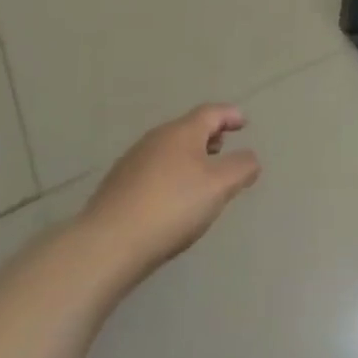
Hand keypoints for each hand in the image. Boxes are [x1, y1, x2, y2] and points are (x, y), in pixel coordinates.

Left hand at [74, 104, 261, 283]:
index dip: (230, 115)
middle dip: (208, 136)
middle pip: (188, 129)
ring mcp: (132, 162)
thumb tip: (251, 158)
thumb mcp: (219, 187)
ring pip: (168, 150)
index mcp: (182, 132)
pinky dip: (169, 175)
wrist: (106, 245)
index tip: (243, 123)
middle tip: (224, 148)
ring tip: (200, 176)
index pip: (211, 112)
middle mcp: (156, 138)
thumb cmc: (171, 207)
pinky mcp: (116, 187)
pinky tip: (170, 199)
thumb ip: (241, 168)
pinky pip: (152, 170)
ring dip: (188, 156)